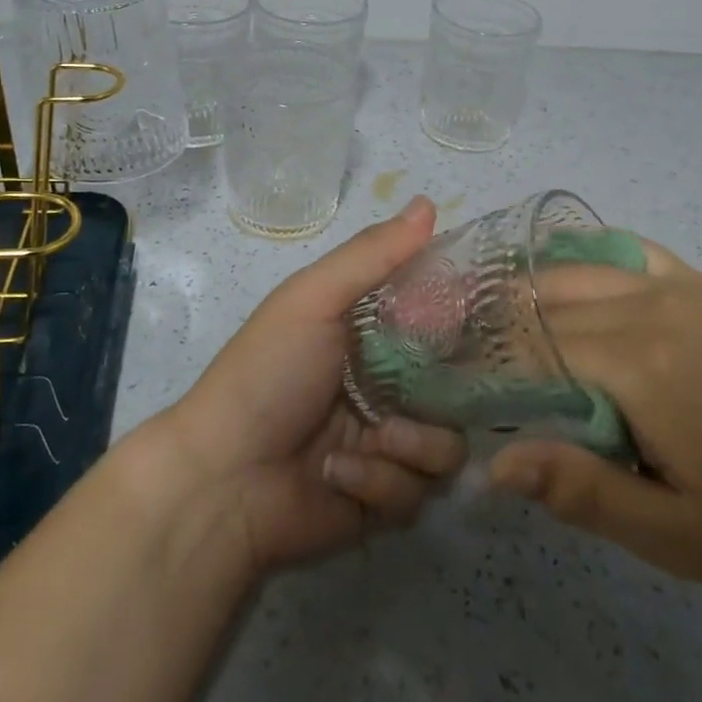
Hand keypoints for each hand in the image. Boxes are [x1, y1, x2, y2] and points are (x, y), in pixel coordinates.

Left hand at [157, 196, 466, 572]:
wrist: (222, 480)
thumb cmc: (268, 374)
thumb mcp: (314, 299)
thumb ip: (372, 255)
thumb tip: (428, 202)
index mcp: (371, 337)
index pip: (437, 320)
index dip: (458, 319)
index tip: (479, 322)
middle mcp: (388, 387)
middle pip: (456, 388)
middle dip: (446, 395)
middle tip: (422, 393)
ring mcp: (388, 445)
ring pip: (447, 443)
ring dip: (412, 443)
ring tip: (374, 439)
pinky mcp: (384, 499)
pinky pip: (418, 491)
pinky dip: (380, 483)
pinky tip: (338, 474)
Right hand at [487, 238, 701, 590]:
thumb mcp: (674, 533)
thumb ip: (581, 492)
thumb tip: (496, 463)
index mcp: (638, 365)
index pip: (533, 346)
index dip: (488, 362)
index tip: (455, 382)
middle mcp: (650, 308)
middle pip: (549, 302)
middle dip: (500, 324)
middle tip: (468, 353)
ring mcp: (680, 289)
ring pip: (580, 271)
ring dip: (534, 289)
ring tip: (502, 316)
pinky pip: (631, 252)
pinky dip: (589, 257)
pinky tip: (572, 273)